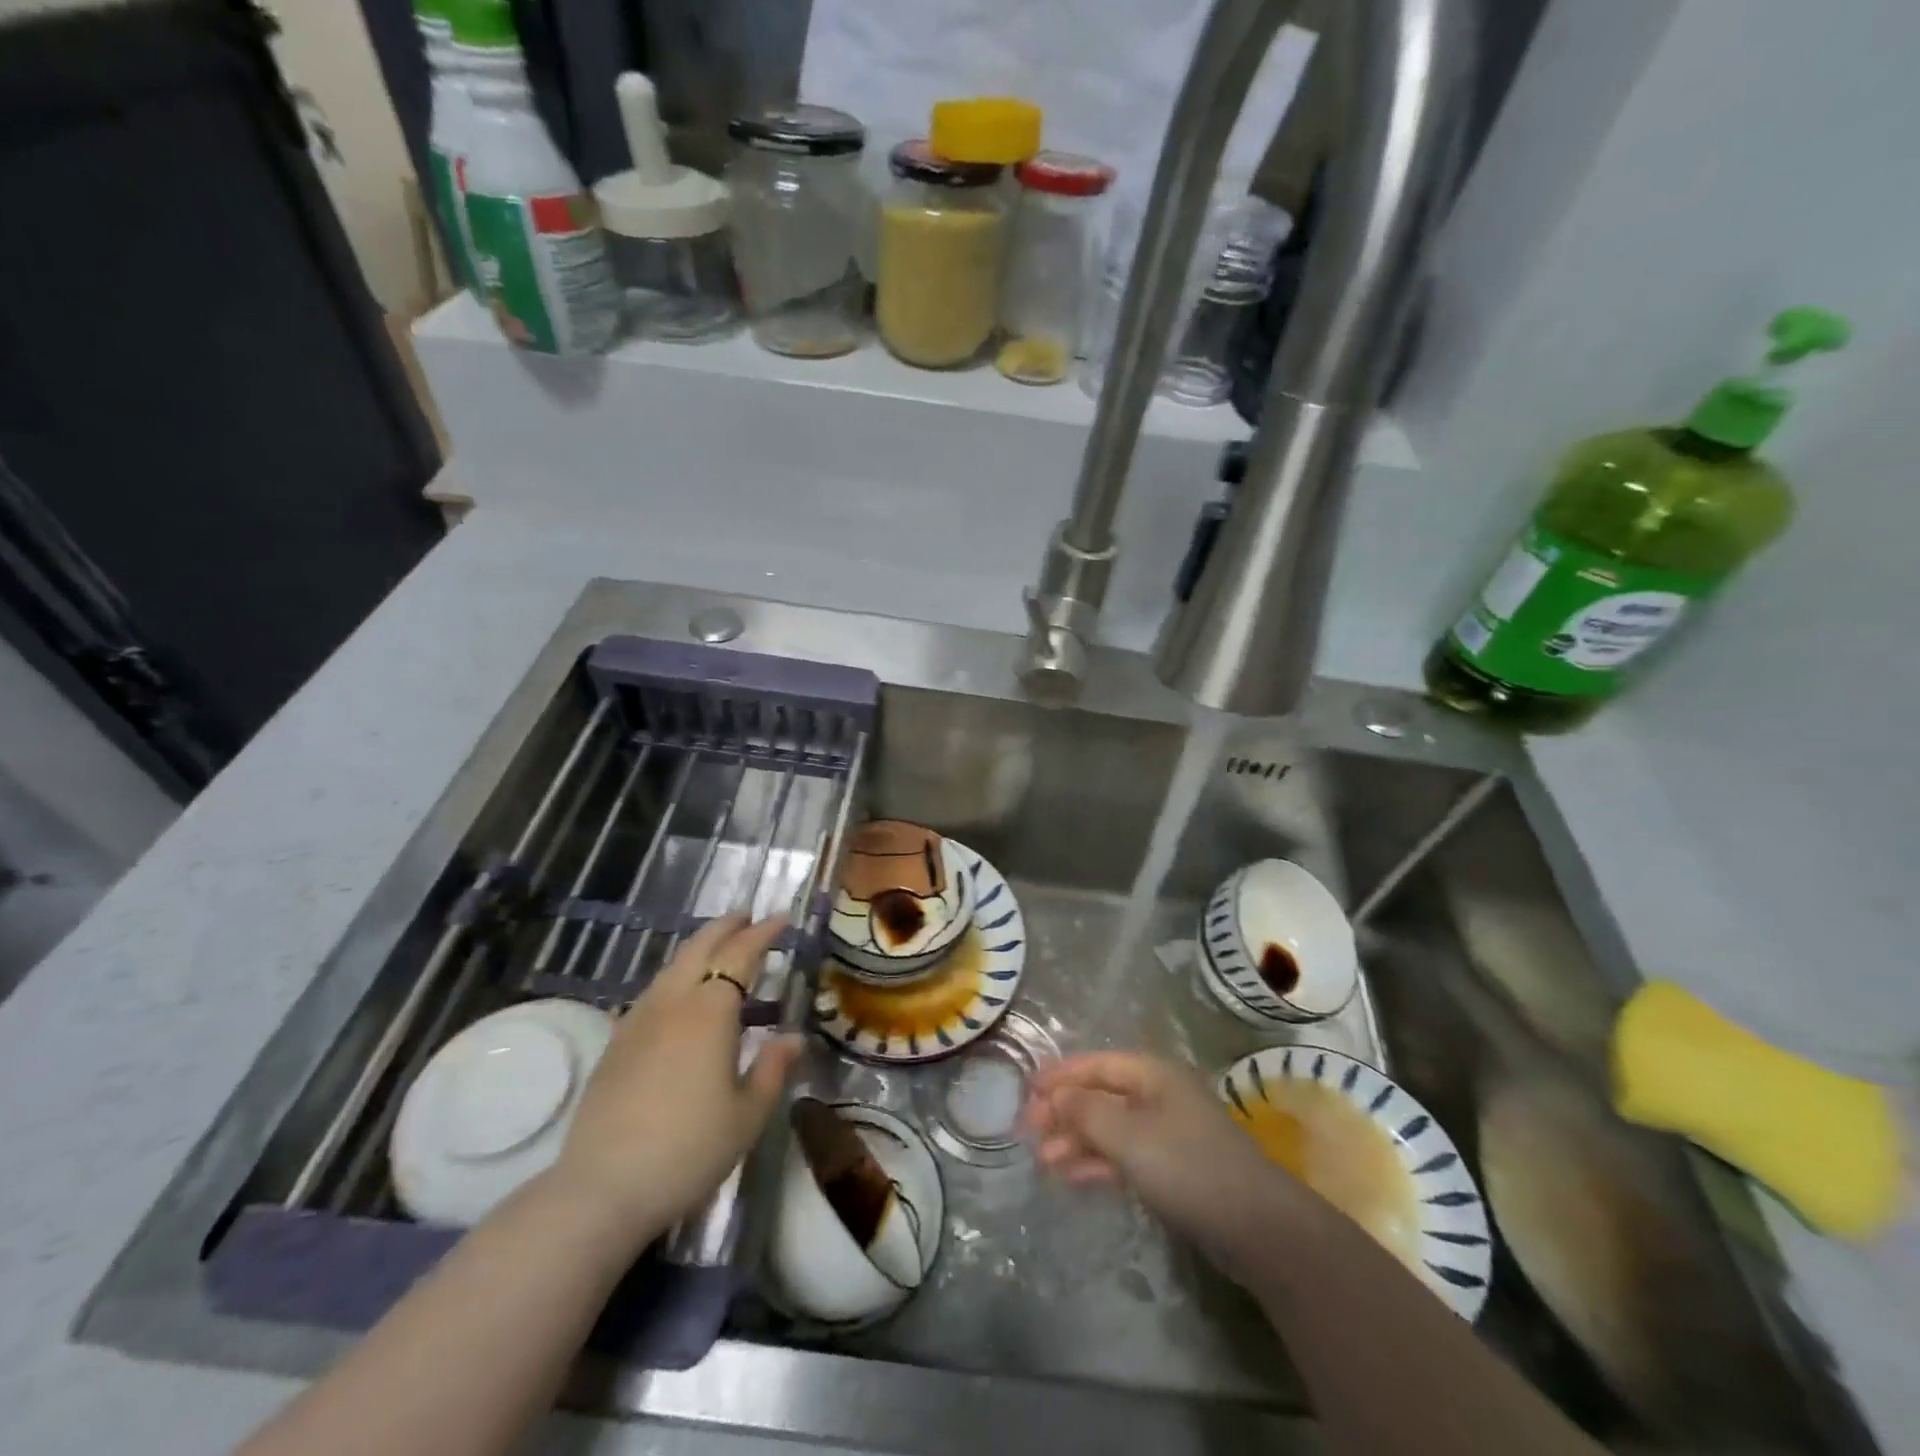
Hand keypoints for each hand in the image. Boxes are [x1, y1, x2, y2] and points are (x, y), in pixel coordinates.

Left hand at [547, 914, 803, 1239]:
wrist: (603, 1188)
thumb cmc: (689, 1149)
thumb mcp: (748, 1114)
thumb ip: (773, 1068)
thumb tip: (793, 1037)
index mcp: (710, 1011)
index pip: (740, 954)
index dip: (763, 933)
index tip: (782, 919)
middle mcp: (672, 1003)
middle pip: (699, 947)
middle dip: (726, 927)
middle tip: (748, 918)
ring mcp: (638, 1020)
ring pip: (671, 967)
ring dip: (698, 949)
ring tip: (717, 949)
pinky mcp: (616, 1044)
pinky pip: (652, 993)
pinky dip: (674, 978)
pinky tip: (677, 996)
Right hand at [1027, 1052, 1303, 1252]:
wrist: (1257, 1227)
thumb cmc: (1187, 1165)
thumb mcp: (1128, 1135)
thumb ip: (1086, 1111)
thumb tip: (1055, 1096)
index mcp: (1152, 1073)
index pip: (1096, 1064)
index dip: (1060, 1075)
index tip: (1025, 1091)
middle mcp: (1158, 1094)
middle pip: (1101, 1095)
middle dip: (1064, 1112)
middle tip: (1027, 1132)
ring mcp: (1166, 1132)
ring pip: (1110, 1127)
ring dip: (1076, 1141)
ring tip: (1043, 1161)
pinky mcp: (1172, 1167)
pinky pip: (1124, 1155)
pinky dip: (1098, 1162)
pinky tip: (1072, 1176)